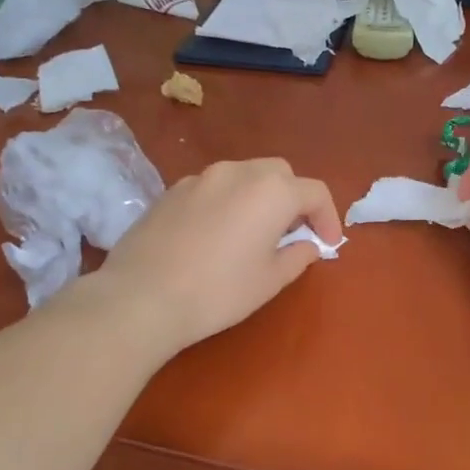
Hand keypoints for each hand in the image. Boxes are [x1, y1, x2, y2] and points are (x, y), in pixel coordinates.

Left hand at [91, 159, 342, 355]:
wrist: (141, 296)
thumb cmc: (218, 291)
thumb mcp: (269, 280)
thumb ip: (297, 256)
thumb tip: (308, 245)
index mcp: (272, 191)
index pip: (315, 192)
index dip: (328, 217)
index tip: (327, 244)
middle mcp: (238, 172)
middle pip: (280, 174)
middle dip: (293, 199)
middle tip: (292, 233)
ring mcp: (200, 177)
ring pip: (244, 175)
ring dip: (259, 197)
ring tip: (254, 232)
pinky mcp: (172, 190)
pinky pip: (213, 187)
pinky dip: (227, 201)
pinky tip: (216, 234)